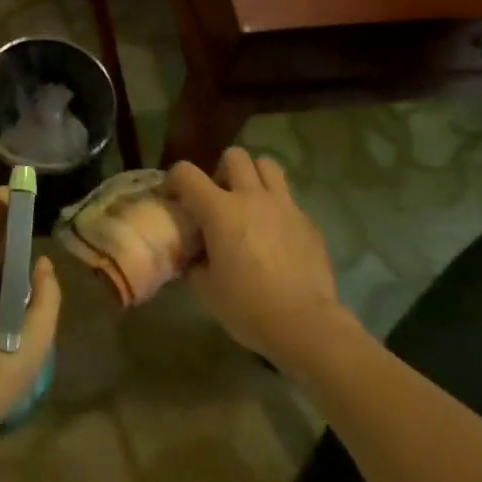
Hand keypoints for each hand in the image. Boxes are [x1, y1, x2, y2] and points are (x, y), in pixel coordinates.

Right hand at [168, 148, 355, 368]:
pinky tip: (277, 236)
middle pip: (234, 156)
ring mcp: (283, 206)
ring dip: (254, 177)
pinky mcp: (308, 222)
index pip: (186, 173)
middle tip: (220, 198)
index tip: (173, 196)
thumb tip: (195, 255)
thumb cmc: (249, 307)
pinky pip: (289, 200)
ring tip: (250, 203)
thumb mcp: (206, 290)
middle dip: (222, 171)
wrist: (306, 325)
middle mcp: (251, 197)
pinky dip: (277, 209)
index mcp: (220, 210)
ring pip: (267, 166)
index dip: (174, 180)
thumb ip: (195, 263)